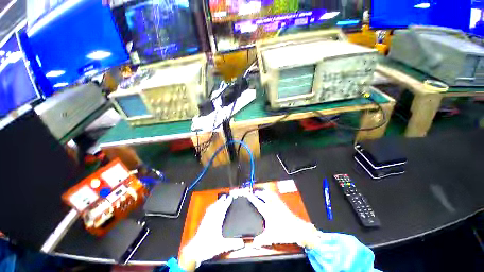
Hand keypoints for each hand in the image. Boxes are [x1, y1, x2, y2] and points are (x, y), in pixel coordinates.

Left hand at [180, 195, 244, 269]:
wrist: (195, 251)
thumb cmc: (208, 247)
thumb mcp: (222, 246)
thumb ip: (232, 244)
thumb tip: (242, 243)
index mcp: (216, 221)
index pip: (222, 209)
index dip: (227, 202)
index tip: (230, 197)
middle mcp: (211, 218)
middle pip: (216, 206)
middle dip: (221, 200)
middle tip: (225, 195)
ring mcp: (206, 219)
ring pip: (212, 208)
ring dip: (216, 202)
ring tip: (219, 200)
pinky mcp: (203, 222)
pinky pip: (208, 211)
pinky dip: (211, 207)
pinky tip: (211, 208)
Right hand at [245, 190, 318, 247]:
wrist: (298, 229)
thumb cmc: (284, 232)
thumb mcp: (271, 237)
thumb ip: (261, 240)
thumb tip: (253, 244)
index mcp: (268, 211)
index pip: (257, 202)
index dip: (252, 198)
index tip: (247, 194)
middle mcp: (273, 205)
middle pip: (264, 195)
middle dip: (258, 193)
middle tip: (254, 193)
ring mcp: (279, 204)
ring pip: (271, 194)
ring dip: (265, 192)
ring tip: (262, 193)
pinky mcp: (283, 205)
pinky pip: (276, 197)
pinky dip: (272, 195)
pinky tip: (272, 198)